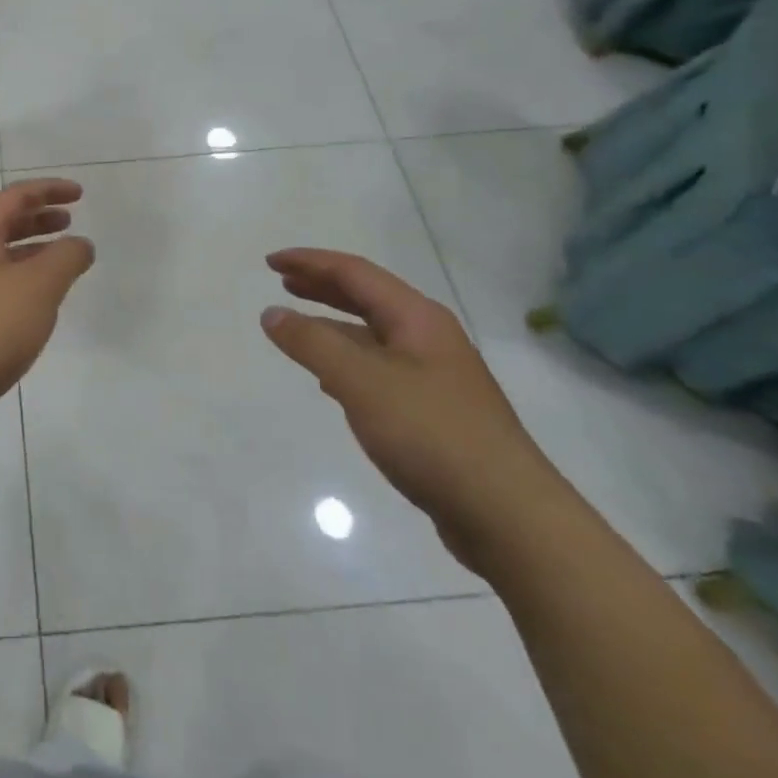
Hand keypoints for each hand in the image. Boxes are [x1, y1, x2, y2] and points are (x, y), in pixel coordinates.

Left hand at [0, 180, 94, 434]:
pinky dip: (22, 279)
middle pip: (2, 223)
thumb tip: (80, 244)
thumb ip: (66, 257)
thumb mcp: (39, 286)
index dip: (48, 190)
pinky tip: (39, 301)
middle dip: (38, 218)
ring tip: (62, 260)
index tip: (80, 194)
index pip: (14, 197)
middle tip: (69, 222)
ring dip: (32, 250)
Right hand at [260, 249, 570, 572]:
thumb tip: (272, 313)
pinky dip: (347, 362)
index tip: (270, 262)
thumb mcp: (361, 382)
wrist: (507, 515)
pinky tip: (330, 381)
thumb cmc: (431, 434)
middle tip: (282, 282)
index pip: (355, 273)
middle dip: (322, 286)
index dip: (310, 262)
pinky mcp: (432, 412)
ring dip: (333, 325)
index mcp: (417, 319)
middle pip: (367, 298)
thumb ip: (312, 343)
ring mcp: (434, 376)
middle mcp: (428, 338)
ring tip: (298, 327)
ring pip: (373, 335)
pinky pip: (379, 369)